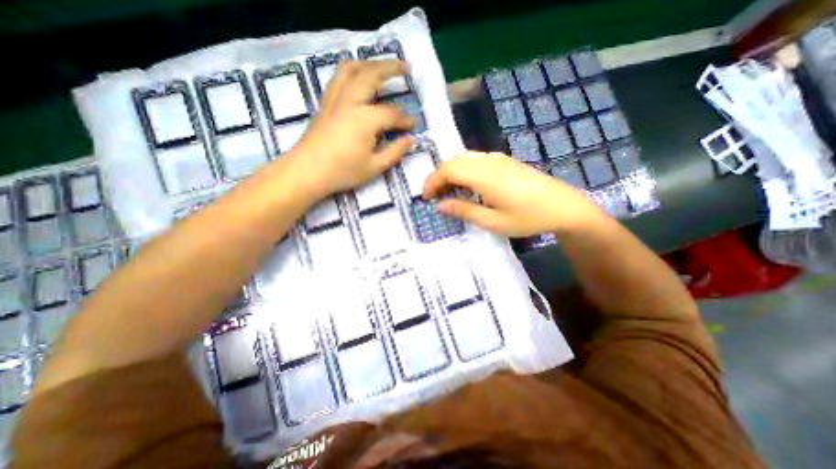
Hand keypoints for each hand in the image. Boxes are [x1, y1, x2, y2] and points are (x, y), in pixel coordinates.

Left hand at [287, 58, 413, 196]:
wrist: (307, 171)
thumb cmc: (342, 172)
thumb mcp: (374, 167)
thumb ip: (394, 152)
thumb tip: (410, 140)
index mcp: (365, 119)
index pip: (392, 114)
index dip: (405, 120)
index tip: (413, 125)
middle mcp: (350, 101)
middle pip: (372, 75)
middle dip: (391, 68)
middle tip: (406, 67)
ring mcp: (335, 99)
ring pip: (351, 69)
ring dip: (369, 63)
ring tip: (381, 64)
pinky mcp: (325, 103)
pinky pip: (338, 77)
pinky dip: (351, 70)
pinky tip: (357, 75)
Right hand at [426, 153, 608, 236]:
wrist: (564, 207)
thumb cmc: (528, 218)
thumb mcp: (493, 222)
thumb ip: (464, 211)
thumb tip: (440, 206)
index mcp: (485, 176)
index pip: (448, 169)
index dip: (432, 181)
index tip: (425, 197)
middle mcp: (489, 162)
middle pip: (454, 160)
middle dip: (439, 176)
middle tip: (435, 197)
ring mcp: (499, 159)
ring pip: (464, 158)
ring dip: (451, 173)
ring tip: (449, 193)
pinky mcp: (505, 161)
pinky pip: (476, 160)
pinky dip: (464, 171)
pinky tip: (468, 186)